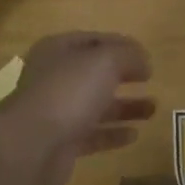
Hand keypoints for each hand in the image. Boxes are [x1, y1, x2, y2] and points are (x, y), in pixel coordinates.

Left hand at [0, 33, 155, 184]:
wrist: (32, 145)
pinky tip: (135, 135)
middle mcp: (55, 78)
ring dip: (124, 106)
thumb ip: (128, 55)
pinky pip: (93, 135)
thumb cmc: (68, 91)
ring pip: (96, 105)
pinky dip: (113, 134)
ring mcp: (56, 111)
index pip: (93, 40)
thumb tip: (143, 61)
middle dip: (123, 75)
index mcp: (59, 50)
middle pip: (94, 73)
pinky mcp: (61, 143)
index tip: (146, 56)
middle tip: (150, 80)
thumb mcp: (105, 61)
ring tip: (153, 109)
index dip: (121, 45)